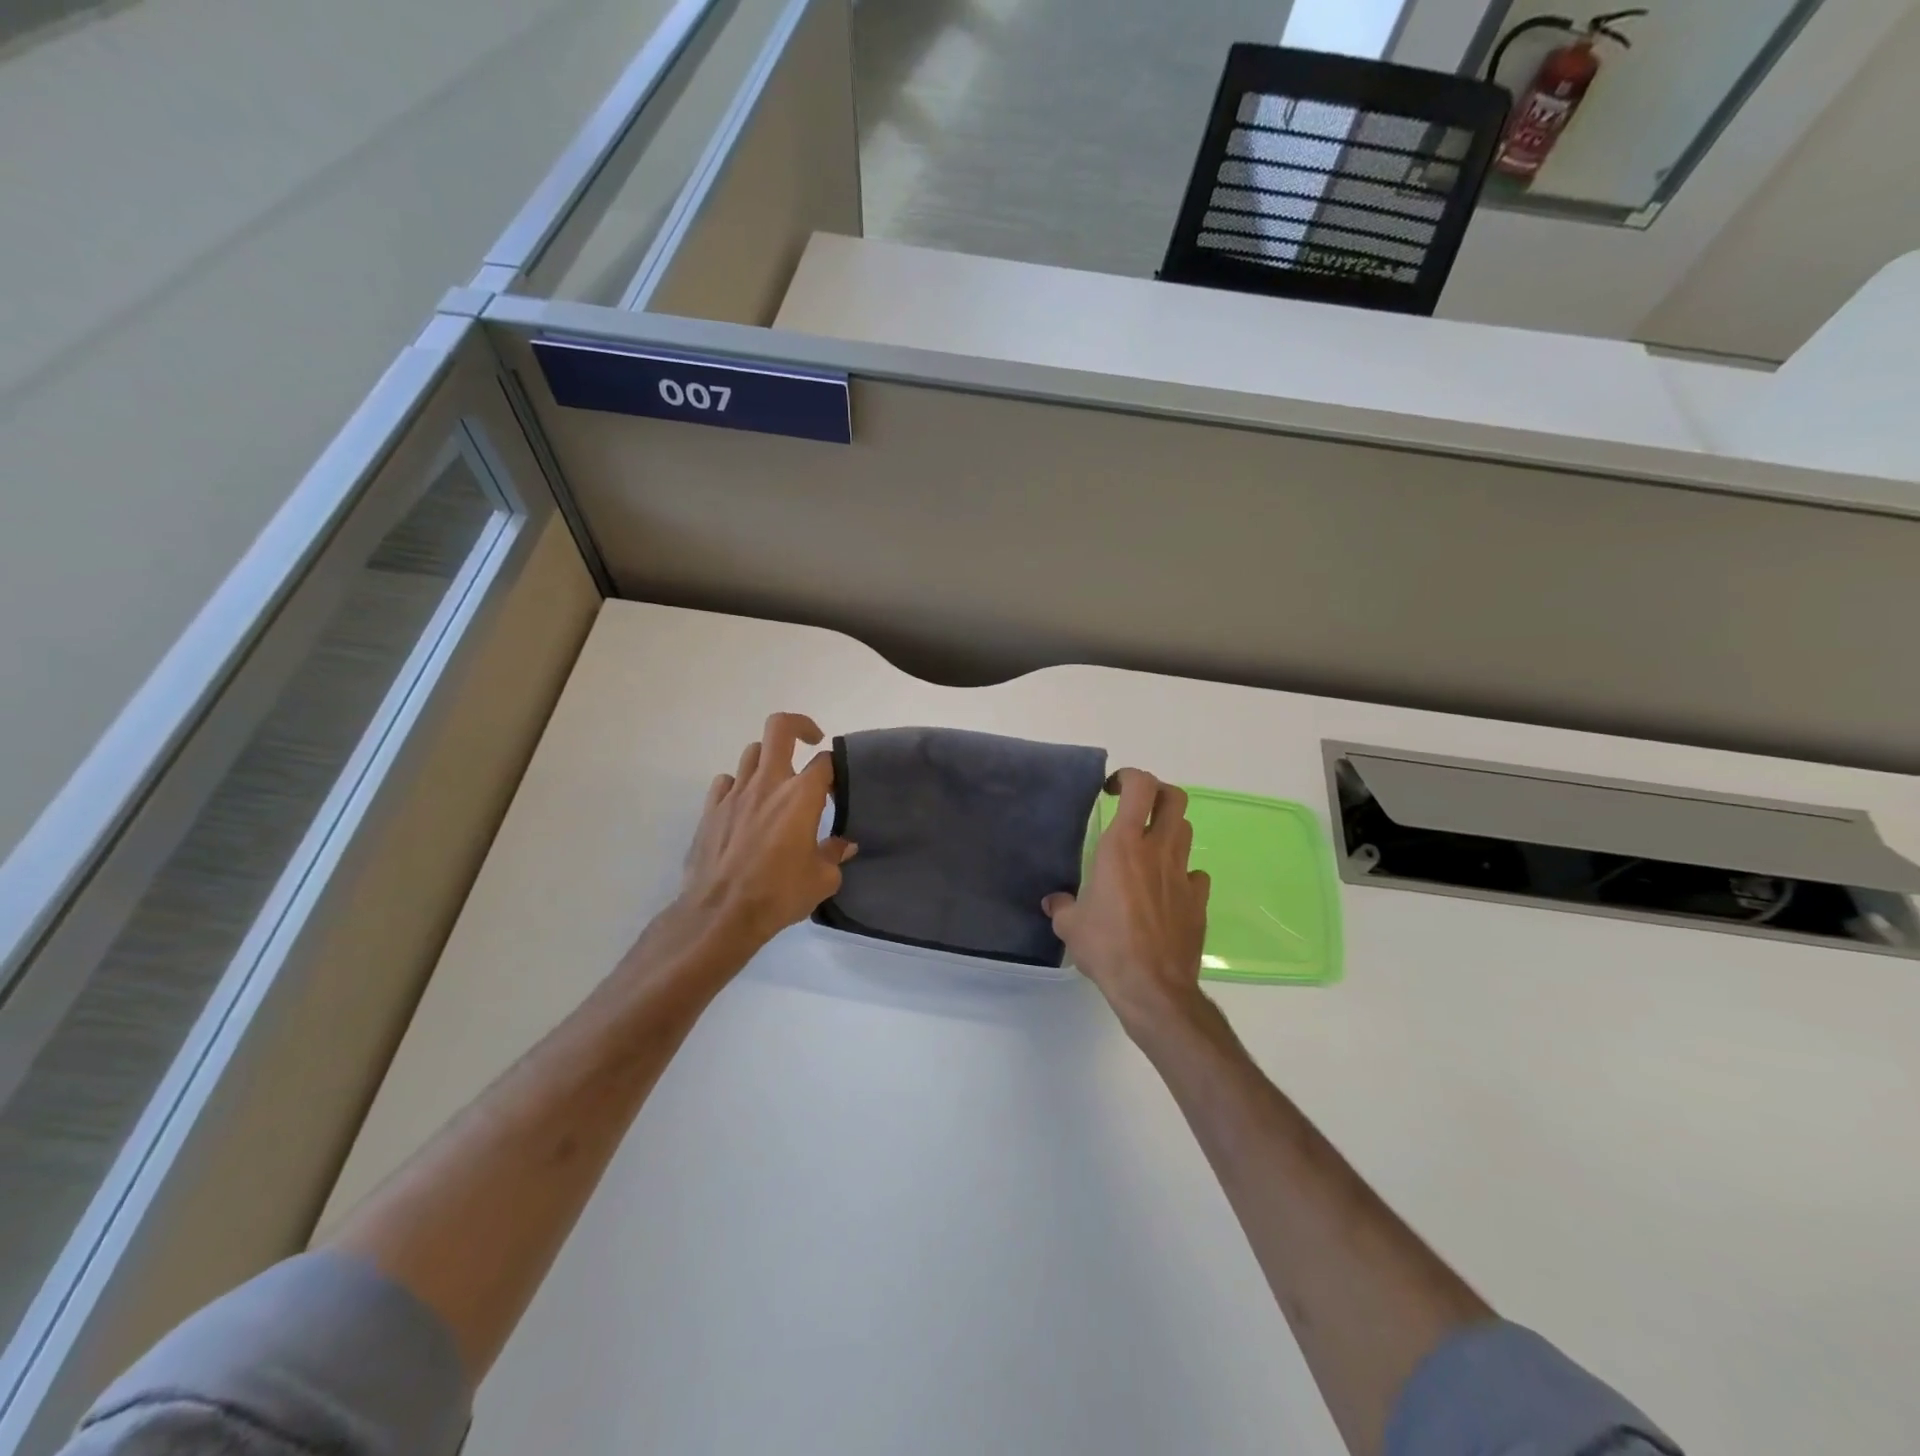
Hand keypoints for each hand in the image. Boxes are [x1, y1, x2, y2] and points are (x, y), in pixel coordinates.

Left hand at [676, 712, 855, 951]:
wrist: (720, 914)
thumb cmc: (778, 894)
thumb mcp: (822, 880)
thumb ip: (835, 854)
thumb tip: (844, 845)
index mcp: (800, 796)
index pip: (825, 761)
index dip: (836, 768)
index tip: (838, 786)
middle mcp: (768, 784)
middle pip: (780, 728)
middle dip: (799, 726)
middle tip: (810, 742)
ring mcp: (735, 794)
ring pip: (752, 752)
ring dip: (769, 759)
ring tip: (778, 782)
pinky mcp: (711, 809)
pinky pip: (726, 781)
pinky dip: (739, 785)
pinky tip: (746, 806)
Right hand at [1044, 768, 1210, 1040]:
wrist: (1153, 987)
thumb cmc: (1107, 947)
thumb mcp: (1070, 926)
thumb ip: (1061, 906)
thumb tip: (1053, 902)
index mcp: (1123, 846)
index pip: (1140, 787)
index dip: (1128, 778)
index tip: (1110, 791)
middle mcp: (1157, 851)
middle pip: (1175, 798)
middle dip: (1158, 794)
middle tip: (1136, 808)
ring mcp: (1182, 874)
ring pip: (1186, 831)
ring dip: (1168, 831)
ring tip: (1147, 849)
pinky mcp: (1198, 900)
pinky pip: (1194, 874)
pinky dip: (1181, 873)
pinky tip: (1166, 890)